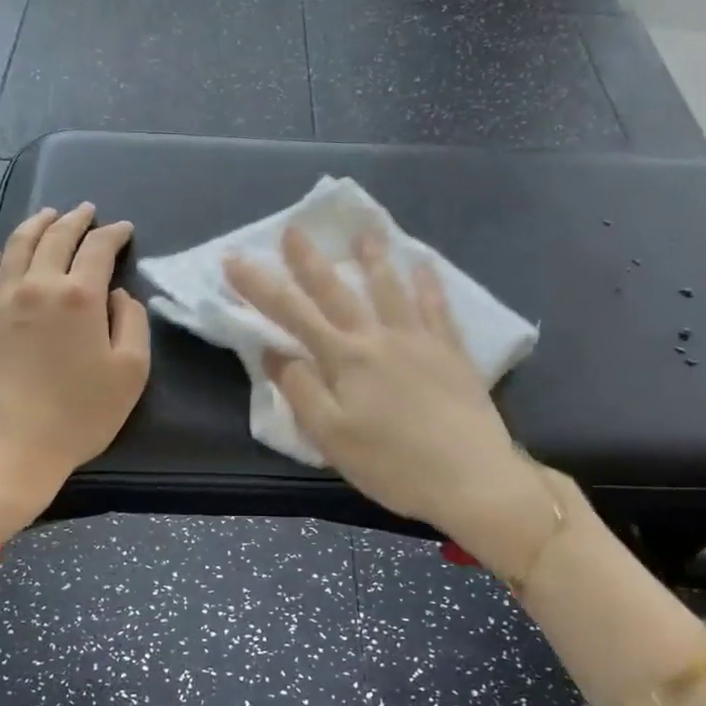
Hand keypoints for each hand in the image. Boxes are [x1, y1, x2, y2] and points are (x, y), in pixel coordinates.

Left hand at [0, 204, 151, 523]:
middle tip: (86, 210)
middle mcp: (38, 286)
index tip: (124, 229)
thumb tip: (118, 296)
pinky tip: (1, 252)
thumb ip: (132, 324)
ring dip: (36, 225)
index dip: (114, 234)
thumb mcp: (130, 373)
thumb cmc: (79, 415)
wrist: (9, 449)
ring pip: (17, 246)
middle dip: (75, 220)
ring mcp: (1, 301)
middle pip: (56, 238)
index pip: (98, 249)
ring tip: (48, 215)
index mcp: (80, 296)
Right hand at [224, 226, 546, 552]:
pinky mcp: (451, 352)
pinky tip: (425, 267)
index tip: (234, 260)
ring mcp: (419, 340)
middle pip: (337, 291)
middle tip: (294, 228)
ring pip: (391, 288)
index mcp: (345, 359)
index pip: (292, 314)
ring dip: (374, 257)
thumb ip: (300, 390)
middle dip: (310, 260)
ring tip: (365, 230)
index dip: (259, 286)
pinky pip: (437, 308)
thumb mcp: (331, 436)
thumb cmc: (392, 464)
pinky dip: (429, 284)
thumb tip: (274, 352)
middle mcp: (379, 338)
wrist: (471, 477)